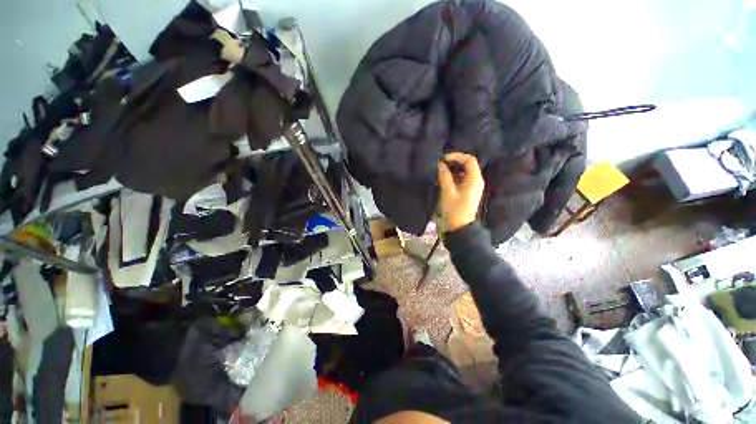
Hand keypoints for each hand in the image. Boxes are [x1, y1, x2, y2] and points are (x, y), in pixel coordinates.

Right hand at [437, 152, 484, 231]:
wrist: (458, 228)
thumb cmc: (454, 210)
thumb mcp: (448, 192)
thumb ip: (444, 176)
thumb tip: (440, 163)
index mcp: (475, 180)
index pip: (469, 160)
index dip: (456, 156)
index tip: (443, 159)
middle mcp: (475, 181)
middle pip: (466, 165)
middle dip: (453, 162)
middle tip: (439, 164)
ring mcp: (471, 187)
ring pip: (462, 172)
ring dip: (451, 170)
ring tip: (438, 171)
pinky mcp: (465, 193)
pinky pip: (459, 180)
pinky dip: (451, 177)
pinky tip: (442, 179)